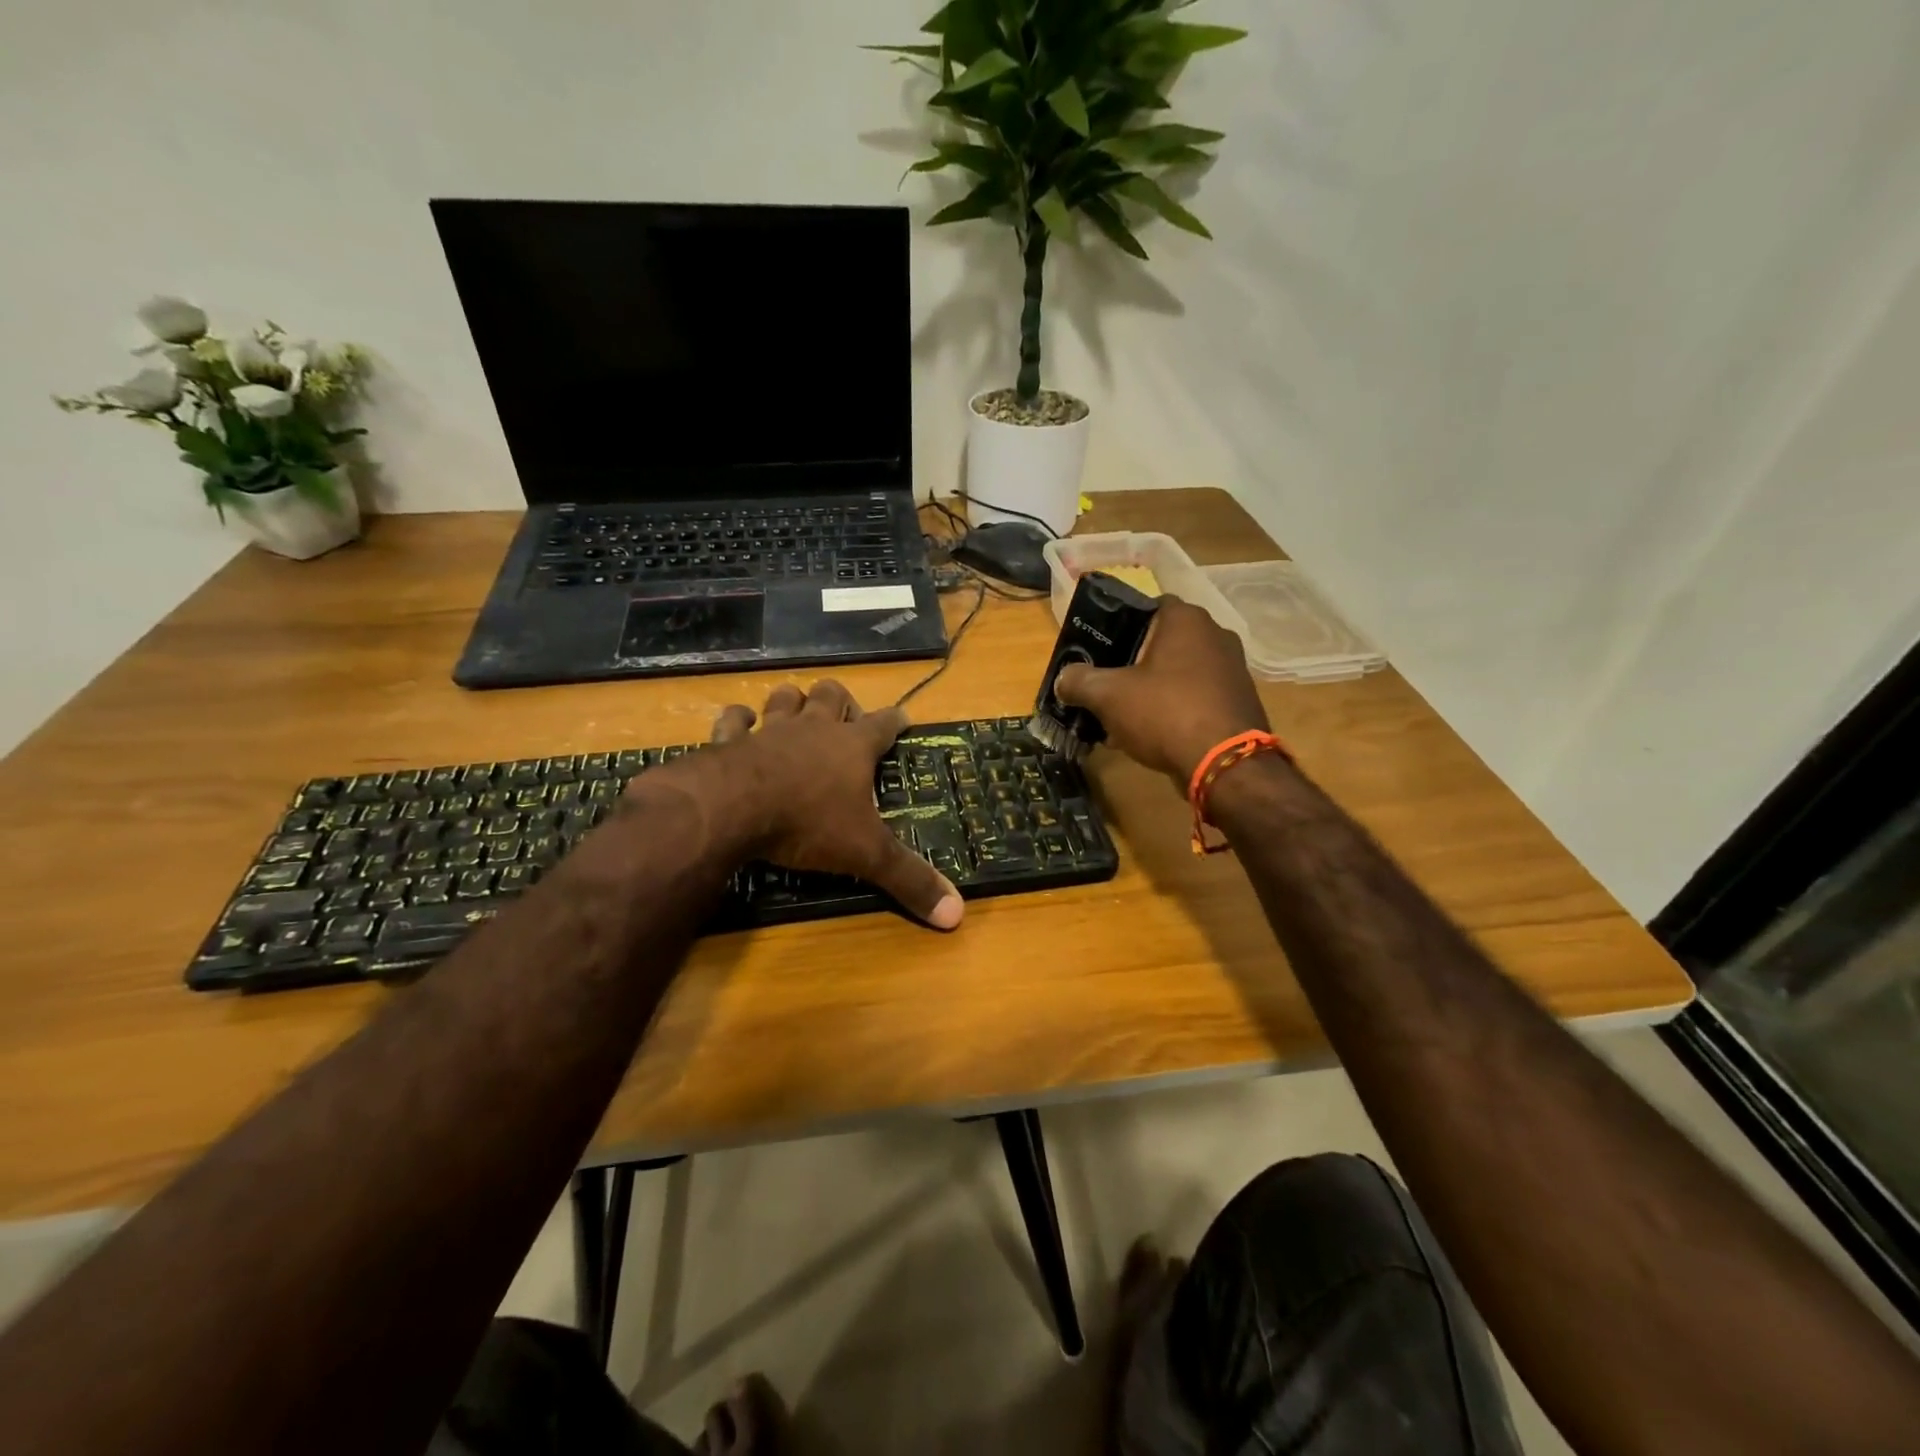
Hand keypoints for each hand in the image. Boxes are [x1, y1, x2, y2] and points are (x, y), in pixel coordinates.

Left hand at [709, 680, 963, 929]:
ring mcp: (770, 731)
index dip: (896, 720)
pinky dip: (737, 720)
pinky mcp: (730, 741)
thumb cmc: (809, 823)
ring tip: (797, 711)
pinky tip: (740, 723)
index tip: (903, 718)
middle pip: (831, 695)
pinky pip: (734, 721)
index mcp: (853, 748)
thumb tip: (957, 913)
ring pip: (785, 698)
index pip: (884, 724)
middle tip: (844, 719)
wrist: (734, 809)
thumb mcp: (867, 853)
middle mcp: (814, 729)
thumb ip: (909, 879)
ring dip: (792, 701)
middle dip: (840, 701)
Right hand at [1054, 597, 1269, 785]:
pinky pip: (1196, 696)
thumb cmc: (1165, 713)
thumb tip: (1063, 679)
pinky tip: (1153, 733)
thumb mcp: (1108, 696)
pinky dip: (1175, 708)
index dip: (1119, 624)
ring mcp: (1233, 669)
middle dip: (1133, 661)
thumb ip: (1080, 681)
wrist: (1225, 764)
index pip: (1147, 606)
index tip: (1099, 649)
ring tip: (1124, 714)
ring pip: (1179, 671)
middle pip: (1162, 641)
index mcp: (1186, 619)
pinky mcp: (1239, 701)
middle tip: (1107, 683)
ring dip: (1153, 688)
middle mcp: (1215, 635)